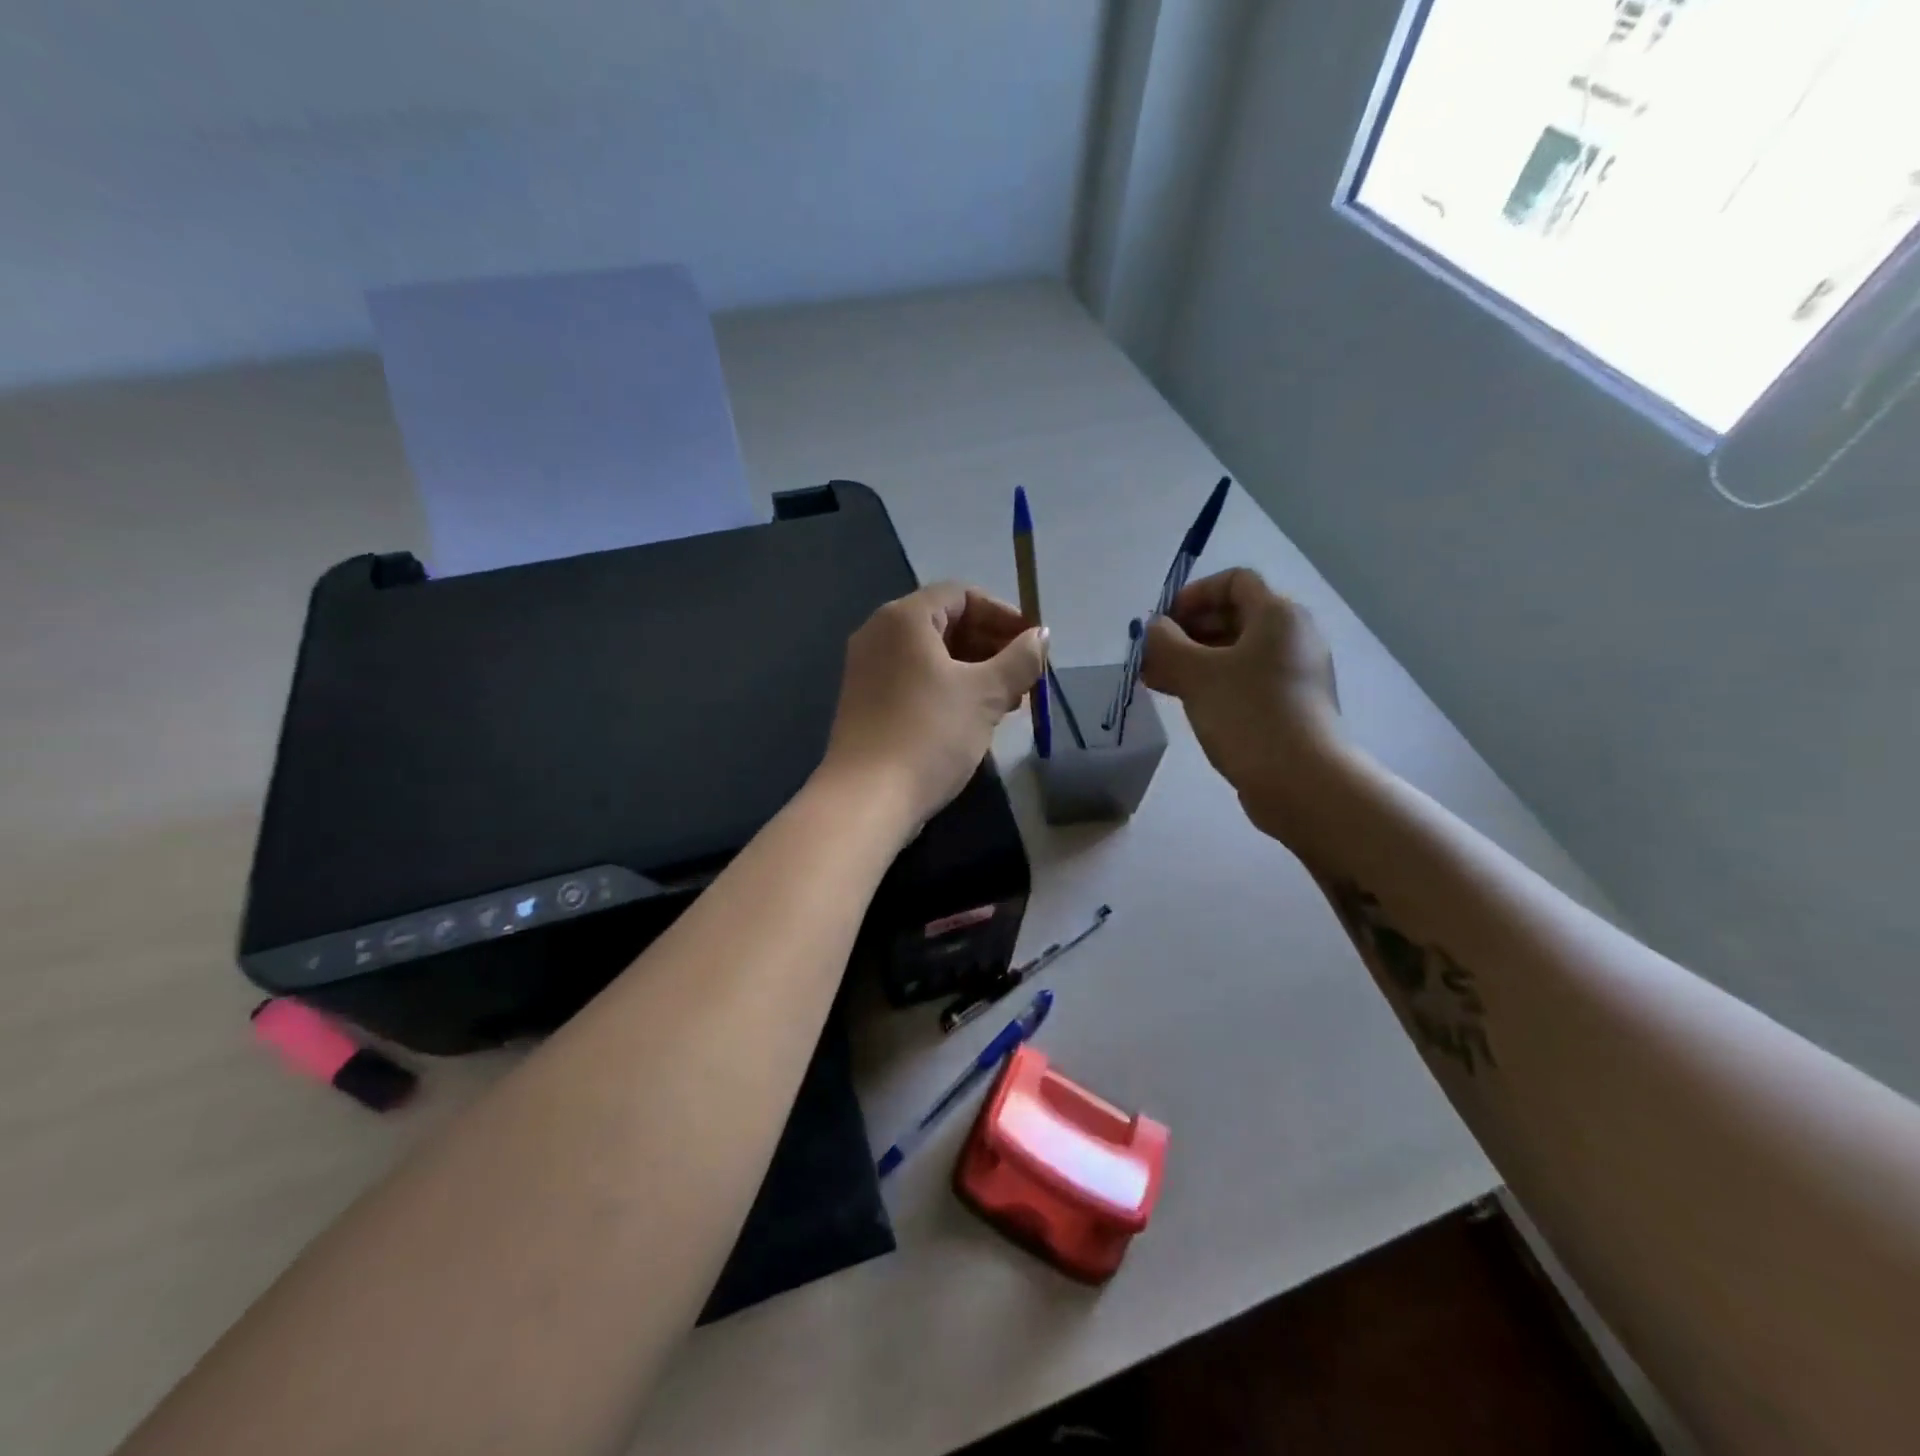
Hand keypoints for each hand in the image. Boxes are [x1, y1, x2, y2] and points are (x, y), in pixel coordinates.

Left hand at [819, 582, 1046, 831]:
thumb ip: (1019, 659)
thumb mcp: (985, 694)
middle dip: (991, 645)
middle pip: (945, 623)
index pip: (961, 595)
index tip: (1033, 643)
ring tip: (1009, 701)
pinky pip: (915, 680)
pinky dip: (949, 688)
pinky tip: (975, 718)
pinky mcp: (867, 702)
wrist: (868, 799)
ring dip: (975, 671)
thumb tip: (1041, 636)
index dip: (1003, 614)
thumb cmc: (930, 734)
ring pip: (932, 656)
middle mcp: (879, 634)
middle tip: (1025, 676)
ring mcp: (868, 669)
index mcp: (903, 618)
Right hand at [1142, 568, 1346, 843]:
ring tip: (1156, 680)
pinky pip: (1243, 680)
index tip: (1162, 623)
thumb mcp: (1196, 674)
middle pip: (1234, 616)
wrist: (1301, 781)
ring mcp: (1293, 674)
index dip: (1194, 594)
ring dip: (1194, 660)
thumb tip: (1154, 629)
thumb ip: (1166, 643)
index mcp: (1278, 615)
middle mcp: (1292, 637)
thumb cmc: (1247, 714)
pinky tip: (1182, 701)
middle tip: (1151, 656)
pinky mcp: (1288, 706)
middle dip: (1187, 632)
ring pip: (1235, 653)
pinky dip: (1212, 683)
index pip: (1234, 581)